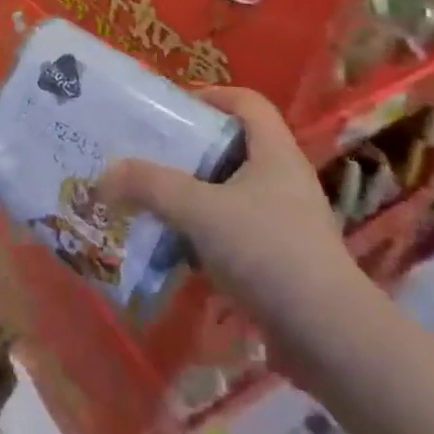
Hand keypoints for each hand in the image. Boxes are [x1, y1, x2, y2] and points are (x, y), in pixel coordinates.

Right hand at [98, 86, 368, 366]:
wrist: (329, 338)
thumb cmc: (268, 252)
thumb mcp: (200, 210)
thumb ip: (150, 186)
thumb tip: (104, 174)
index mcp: (275, 152)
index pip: (246, 101)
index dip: (210, 95)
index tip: (170, 110)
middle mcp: (284, 180)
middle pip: (233, 148)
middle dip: (188, 151)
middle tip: (147, 156)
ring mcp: (286, 223)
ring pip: (230, 194)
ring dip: (192, 197)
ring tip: (151, 203)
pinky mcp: (282, 262)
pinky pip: (235, 233)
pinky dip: (204, 235)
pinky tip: (175, 251)